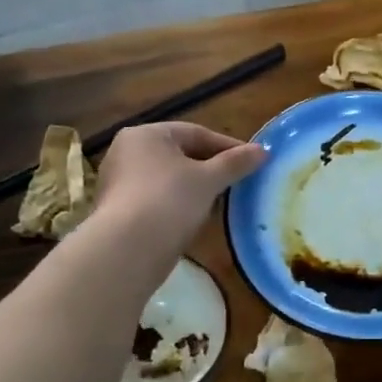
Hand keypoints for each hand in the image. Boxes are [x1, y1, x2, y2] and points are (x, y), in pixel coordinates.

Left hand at [92, 121, 265, 258]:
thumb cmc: (169, 200)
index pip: (195, 133)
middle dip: (211, 168)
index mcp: (145, 134)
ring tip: (221, 202)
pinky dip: (178, 205)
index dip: (227, 146)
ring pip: (168, 179)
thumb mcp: (209, 179)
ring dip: (195, 188)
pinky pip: (157, 199)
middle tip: (238, 182)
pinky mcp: (119, 210)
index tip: (252, 161)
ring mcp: (119, 182)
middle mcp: (127, 152)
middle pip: (180, 154)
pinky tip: (196, 219)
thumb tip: (263, 151)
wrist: (128, 249)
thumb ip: (235, 163)